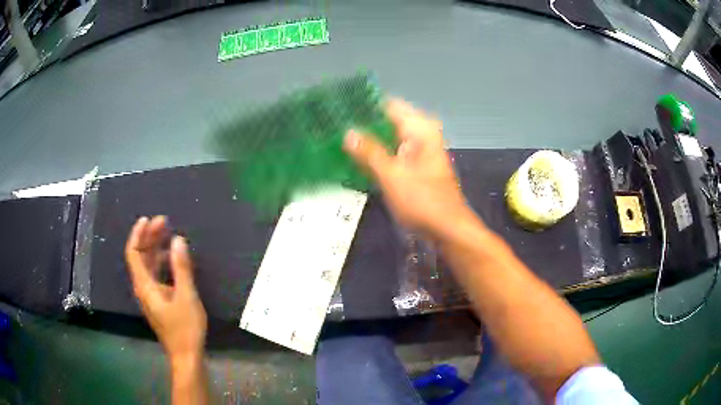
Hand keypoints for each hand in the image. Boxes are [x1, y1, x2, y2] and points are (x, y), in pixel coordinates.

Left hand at [125, 216, 206, 363]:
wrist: (186, 356)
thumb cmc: (185, 328)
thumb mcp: (186, 296)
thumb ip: (181, 268)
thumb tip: (178, 239)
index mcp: (145, 286)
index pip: (134, 253)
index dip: (138, 234)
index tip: (148, 219)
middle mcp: (143, 288)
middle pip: (140, 257)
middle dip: (149, 237)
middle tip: (164, 222)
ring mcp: (151, 295)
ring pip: (148, 265)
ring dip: (155, 248)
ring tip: (168, 234)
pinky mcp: (159, 301)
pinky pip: (155, 274)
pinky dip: (161, 262)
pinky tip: (172, 258)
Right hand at [344, 99, 475, 239]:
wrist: (447, 229)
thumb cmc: (423, 201)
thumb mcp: (392, 176)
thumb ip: (369, 152)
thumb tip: (347, 132)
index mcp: (419, 128)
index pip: (387, 105)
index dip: (363, 106)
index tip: (338, 109)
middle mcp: (420, 134)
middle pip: (386, 120)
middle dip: (361, 124)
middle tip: (331, 127)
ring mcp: (417, 150)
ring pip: (387, 137)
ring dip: (366, 140)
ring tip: (335, 139)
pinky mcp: (413, 166)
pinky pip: (390, 152)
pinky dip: (375, 154)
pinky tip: (353, 157)